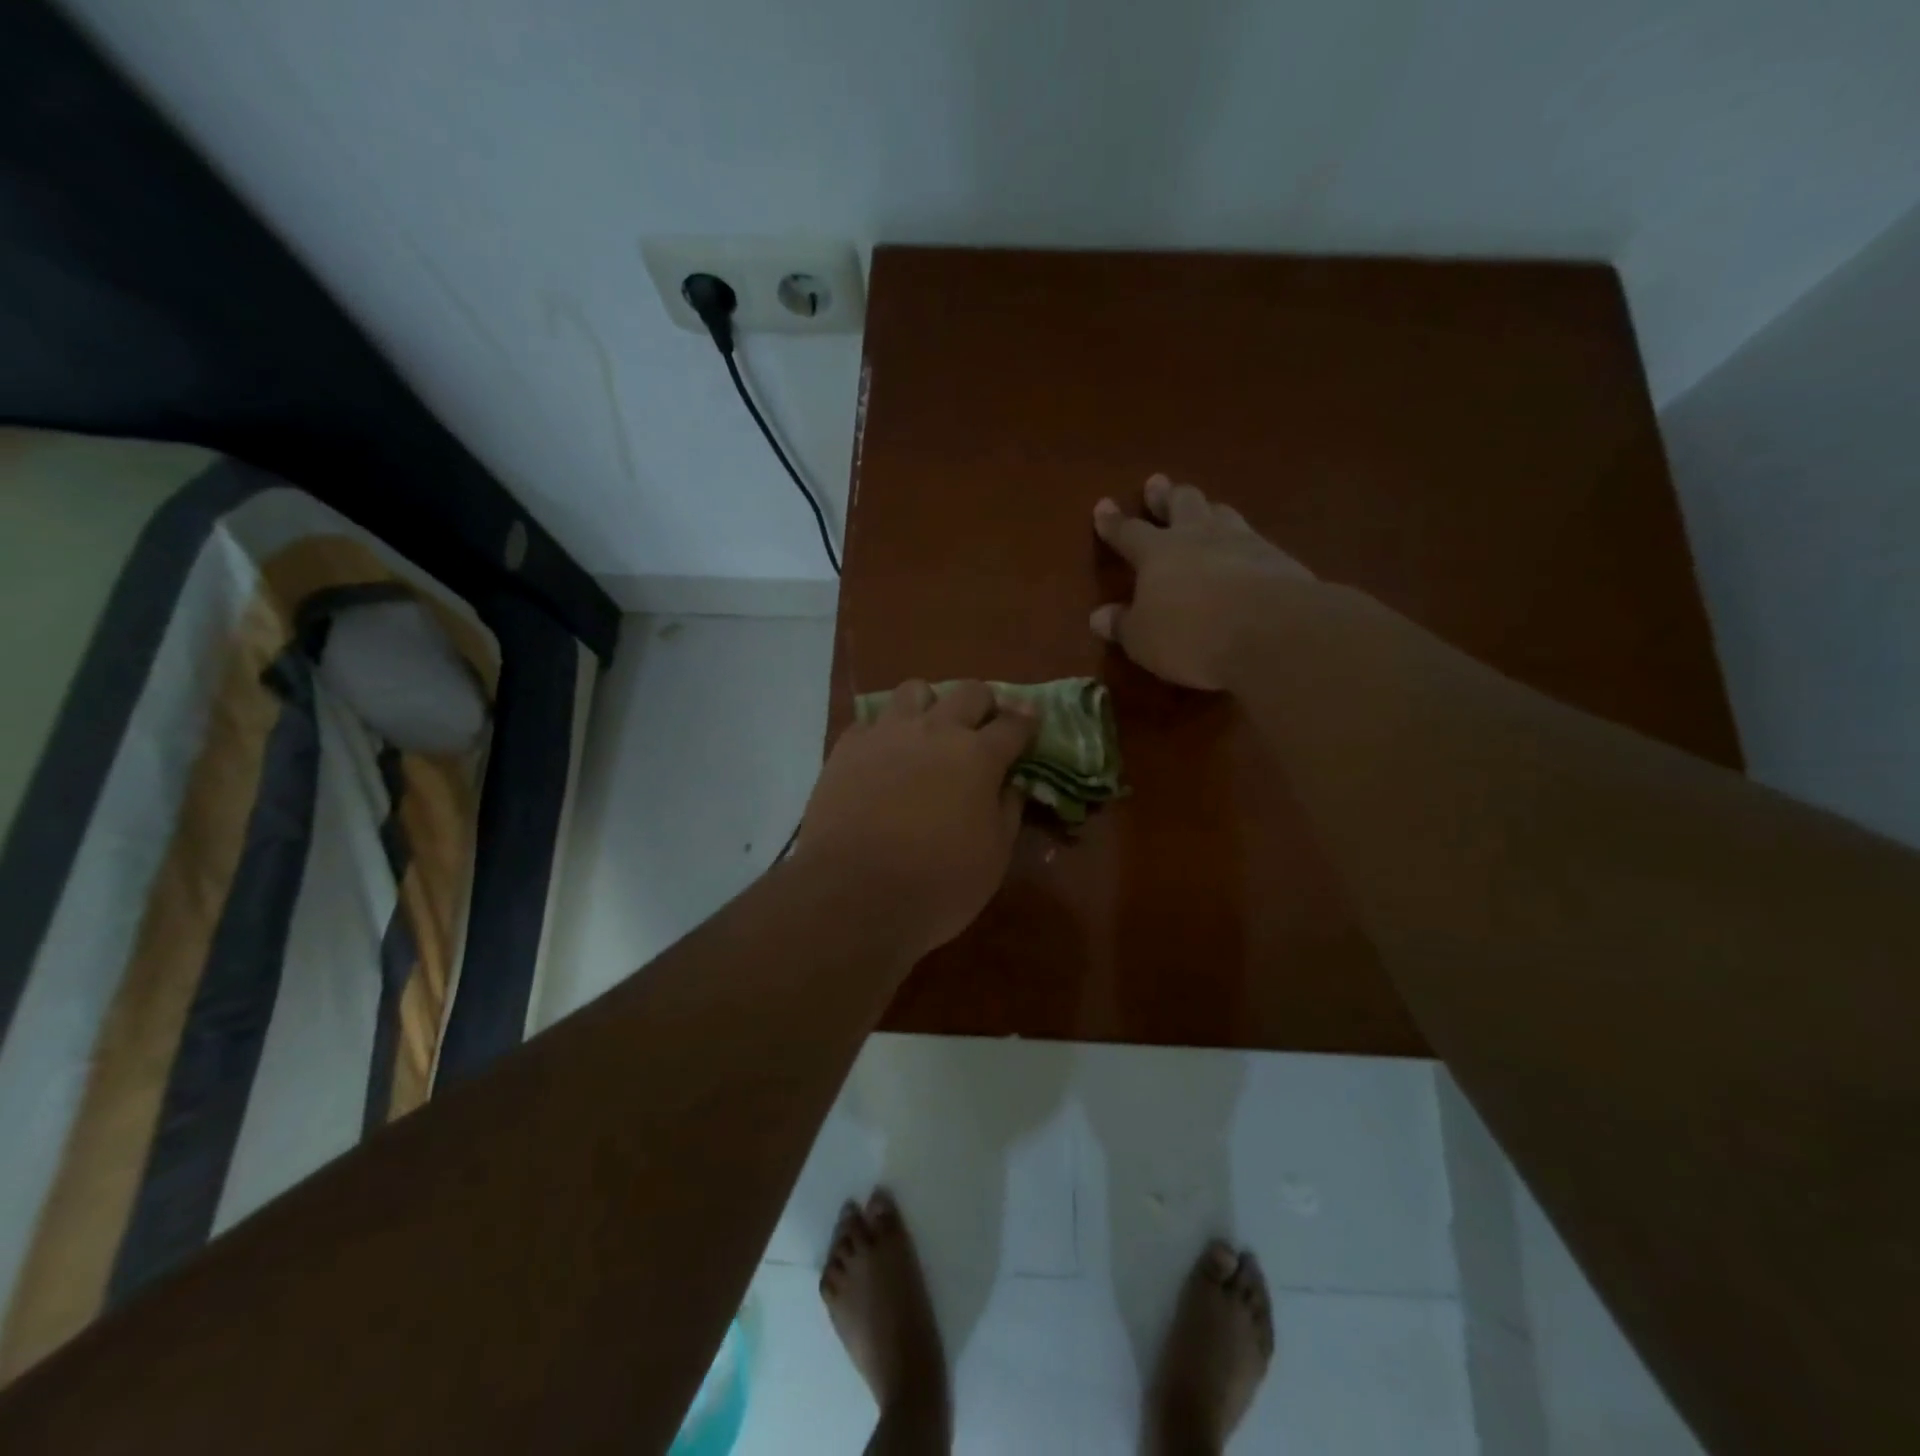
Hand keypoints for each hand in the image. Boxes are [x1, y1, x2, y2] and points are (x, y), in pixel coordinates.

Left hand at [795, 680, 1037, 959]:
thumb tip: (1012, 785)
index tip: (1031, 719)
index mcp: (979, 756)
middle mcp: (936, 730)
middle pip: (969, 692)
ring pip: (914, 690)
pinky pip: (871, 721)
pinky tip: (883, 756)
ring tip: (928, 731)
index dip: (1027, 721)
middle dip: (984, 703)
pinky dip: (884, 732)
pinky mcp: (848, 747)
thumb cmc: (938, 882)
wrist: (854, 892)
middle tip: (983, 726)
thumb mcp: (994, 856)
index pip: (1014, 724)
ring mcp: (888, 733)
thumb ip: (1008, 811)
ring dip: (930, 704)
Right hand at [1091, 474, 1313, 689]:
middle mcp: (1198, 536)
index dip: (1114, 522)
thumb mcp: (1143, 639)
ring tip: (1205, 508)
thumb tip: (1099, 616)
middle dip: (1166, 496)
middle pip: (1181, 504)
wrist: (1272, 632)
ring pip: (1221, 512)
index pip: (1128, 532)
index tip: (1104, 505)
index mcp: (1157, 552)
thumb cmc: (1191, 636)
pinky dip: (1242, 538)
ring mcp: (1242, 541)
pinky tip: (1246, 546)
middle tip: (1157, 484)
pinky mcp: (1277, 558)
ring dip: (1208, 508)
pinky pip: (1253, 537)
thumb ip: (1122, 625)